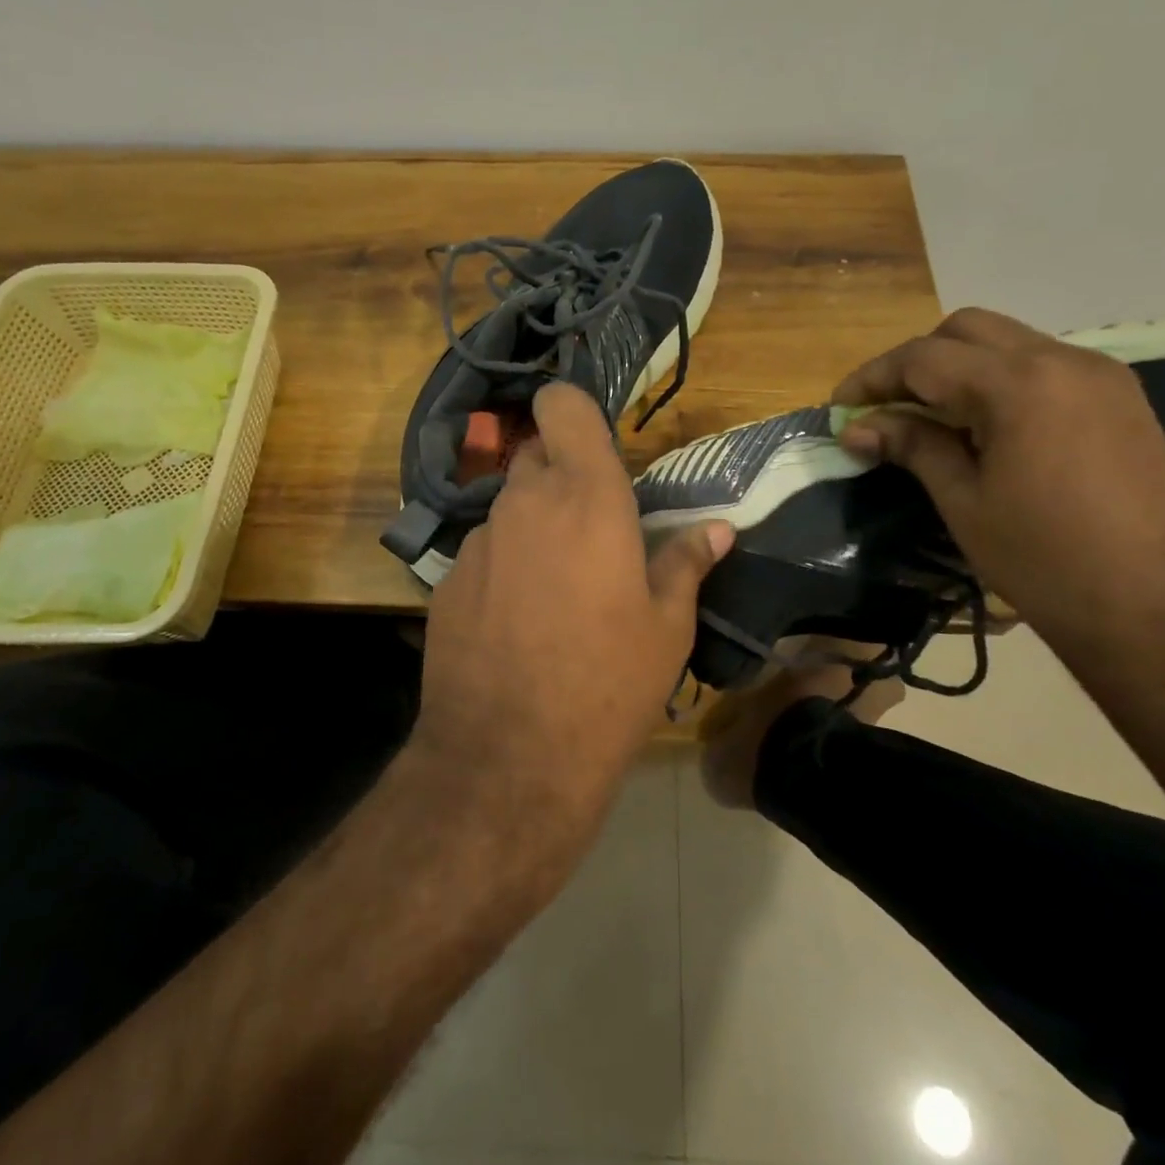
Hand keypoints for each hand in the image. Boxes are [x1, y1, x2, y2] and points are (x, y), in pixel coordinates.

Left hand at [419, 382, 732, 874]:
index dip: (572, 409)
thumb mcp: (666, 628)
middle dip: (562, 475)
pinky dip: (505, 566)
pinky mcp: (446, 580)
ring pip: (509, 507)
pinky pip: (484, 552)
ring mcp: (478, 541)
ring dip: (534, 526)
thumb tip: (718, 530)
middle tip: (592, 529)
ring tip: (559, 586)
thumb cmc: (607, 684)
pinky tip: (518, 620)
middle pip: (536, 455)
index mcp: (587, 497)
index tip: (592, 441)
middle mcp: (524, 503)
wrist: (508, 757)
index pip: (563, 406)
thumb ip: (687, 564)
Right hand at [833, 309, 1164, 683]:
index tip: (840, 407)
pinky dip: (1000, 381)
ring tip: (929, 418)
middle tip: (886, 408)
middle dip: (916, 361)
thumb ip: (912, 446)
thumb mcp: (964, 502)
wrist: (1160, 613)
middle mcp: (1064, 360)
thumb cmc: (1045, 561)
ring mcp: (1101, 377)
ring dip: (959, 368)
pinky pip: (1043, 367)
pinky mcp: (1122, 401)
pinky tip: (983, 427)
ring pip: (1008, 343)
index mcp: (1020, 384)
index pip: (924, 357)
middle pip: (967, 330)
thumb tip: (857, 427)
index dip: (873, 378)